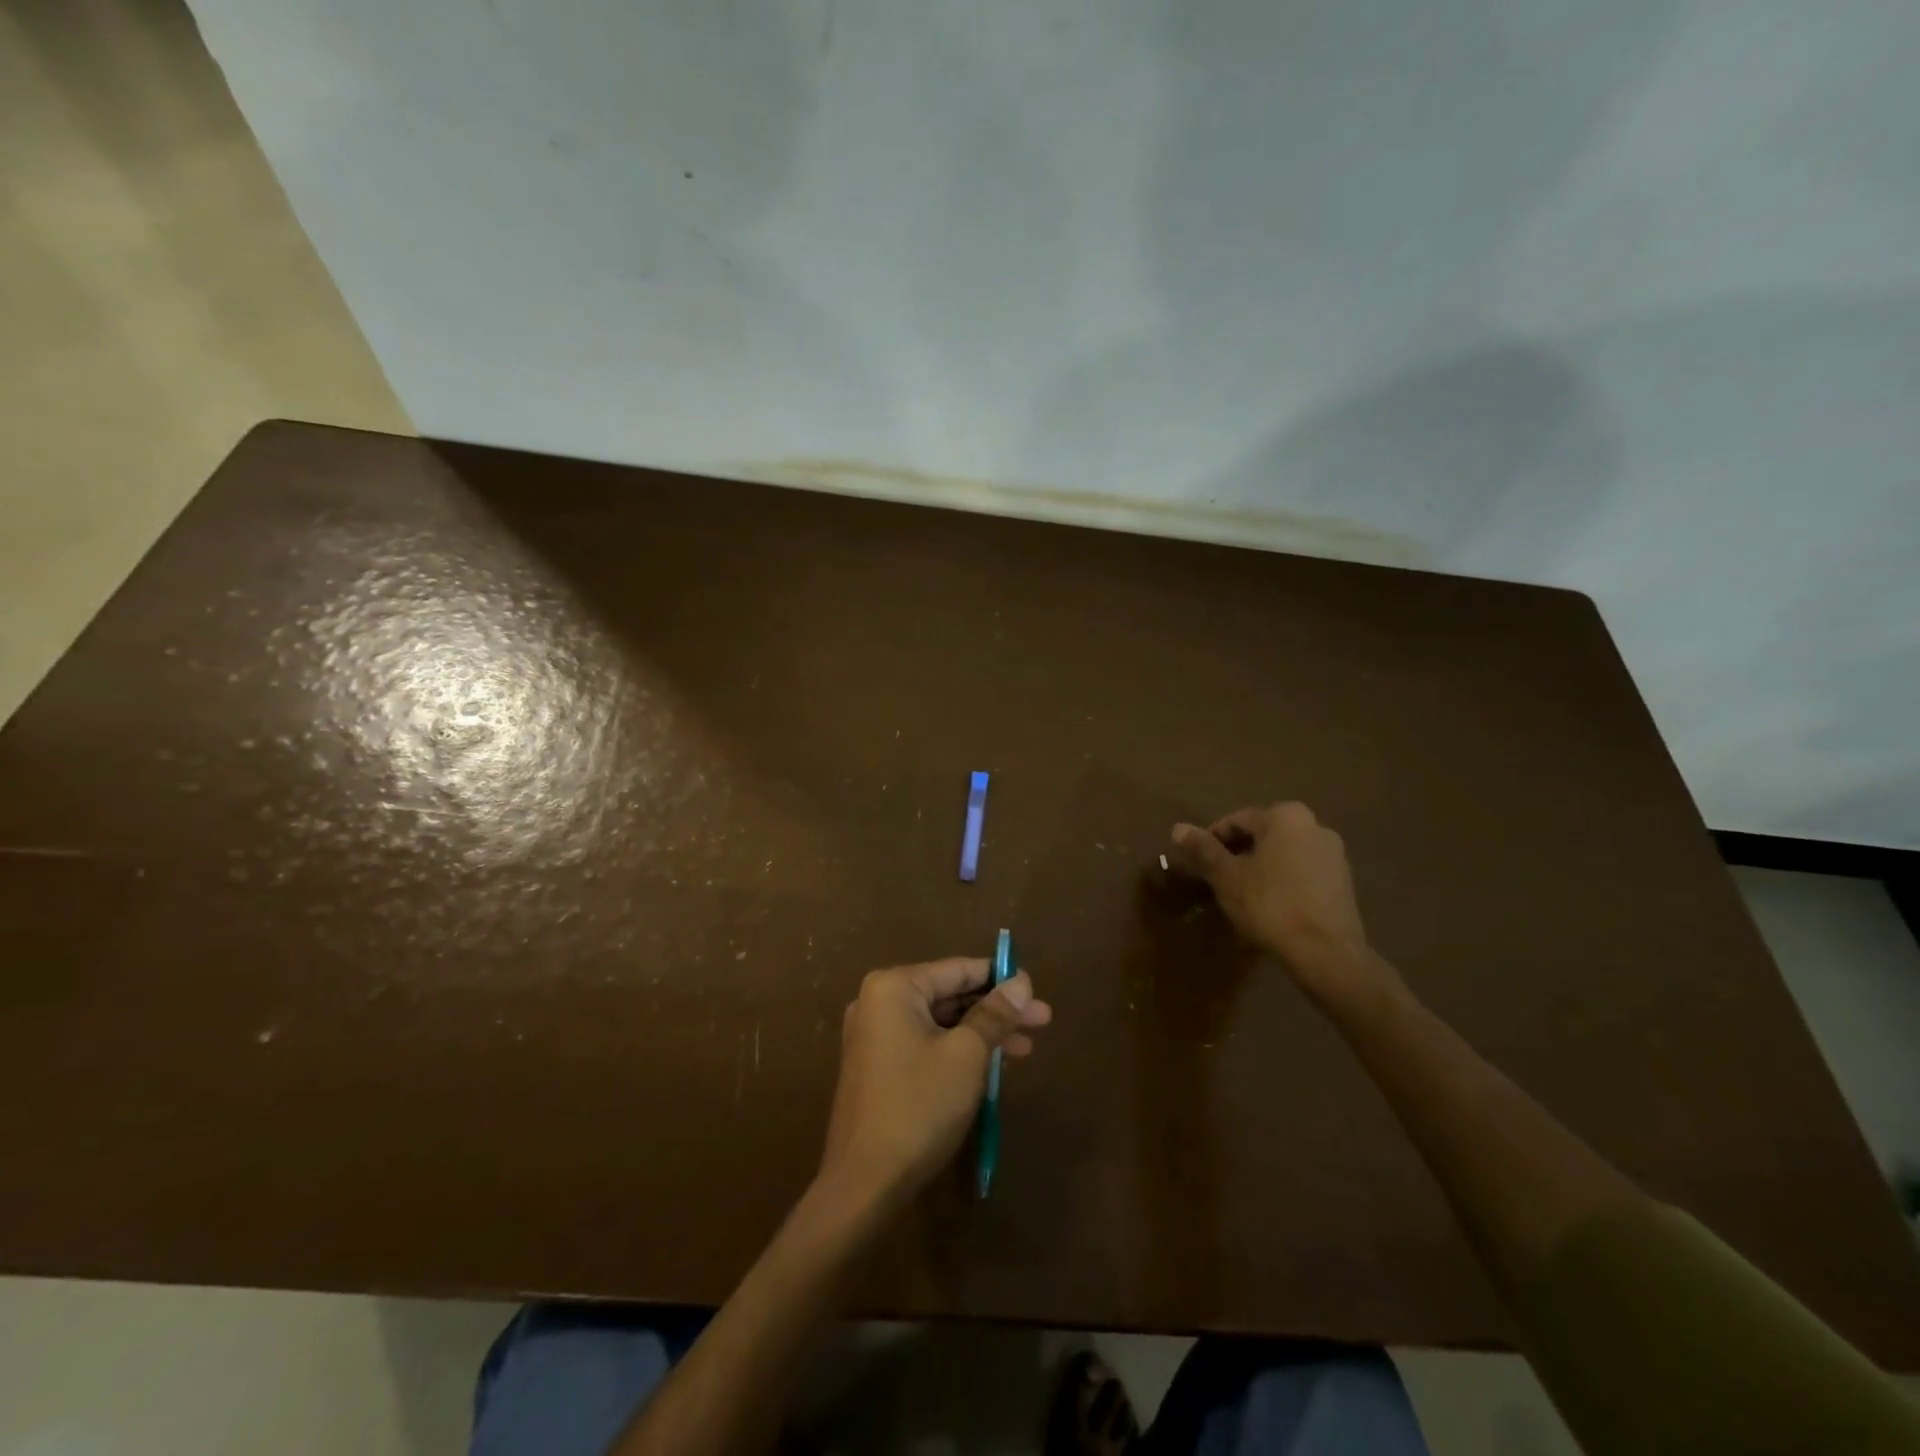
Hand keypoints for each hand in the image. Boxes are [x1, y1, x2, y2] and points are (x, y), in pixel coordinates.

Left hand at [818, 958, 1051, 1209]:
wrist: (863, 1183)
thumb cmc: (919, 1106)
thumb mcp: (967, 1055)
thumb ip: (994, 1014)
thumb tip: (1022, 982)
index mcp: (894, 987)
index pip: (958, 970)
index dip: (1000, 978)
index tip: (1036, 989)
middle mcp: (878, 1002)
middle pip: (950, 996)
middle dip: (997, 1009)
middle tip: (1043, 1021)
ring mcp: (875, 1036)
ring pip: (941, 1023)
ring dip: (982, 1033)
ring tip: (1026, 1048)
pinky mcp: (878, 1067)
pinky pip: (926, 1044)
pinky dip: (958, 1050)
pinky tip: (992, 1065)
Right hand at [1167, 802, 1400, 1013]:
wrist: (1325, 952)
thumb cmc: (1269, 905)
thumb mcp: (1226, 876)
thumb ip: (1203, 849)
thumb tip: (1178, 828)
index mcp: (1284, 816)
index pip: (1236, 821)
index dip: (1212, 842)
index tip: (1200, 865)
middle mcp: (1314, 825)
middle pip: (1263, 835)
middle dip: (1239, 853)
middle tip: (1219, 879)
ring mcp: (1334, 853)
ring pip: (1284, 853)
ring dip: (1261, 867)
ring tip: (1243, 894)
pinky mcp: (1344, 881)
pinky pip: (1303, 871)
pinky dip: (1284, 880)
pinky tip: (1272, 904)